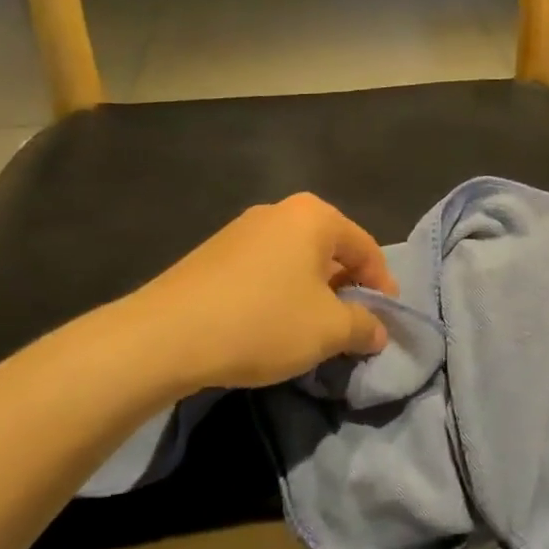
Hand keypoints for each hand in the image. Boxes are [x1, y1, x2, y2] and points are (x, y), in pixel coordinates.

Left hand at [124, 193, 398, 393]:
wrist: (163, 337)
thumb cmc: (262, 322)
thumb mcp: (328, 330)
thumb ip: (364, 326)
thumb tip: (379, 331)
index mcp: (314, 216)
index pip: (366, 249)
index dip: (382, 287)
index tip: (385, 321)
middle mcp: (280, 211)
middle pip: (331, 251)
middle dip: (346, 289)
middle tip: (351, 326)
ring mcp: (241, 229)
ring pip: (297, 261)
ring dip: (313, 293)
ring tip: (313, 331)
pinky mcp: (212, 254)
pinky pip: (265, 269)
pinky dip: (280, 293)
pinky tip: (272, 326)